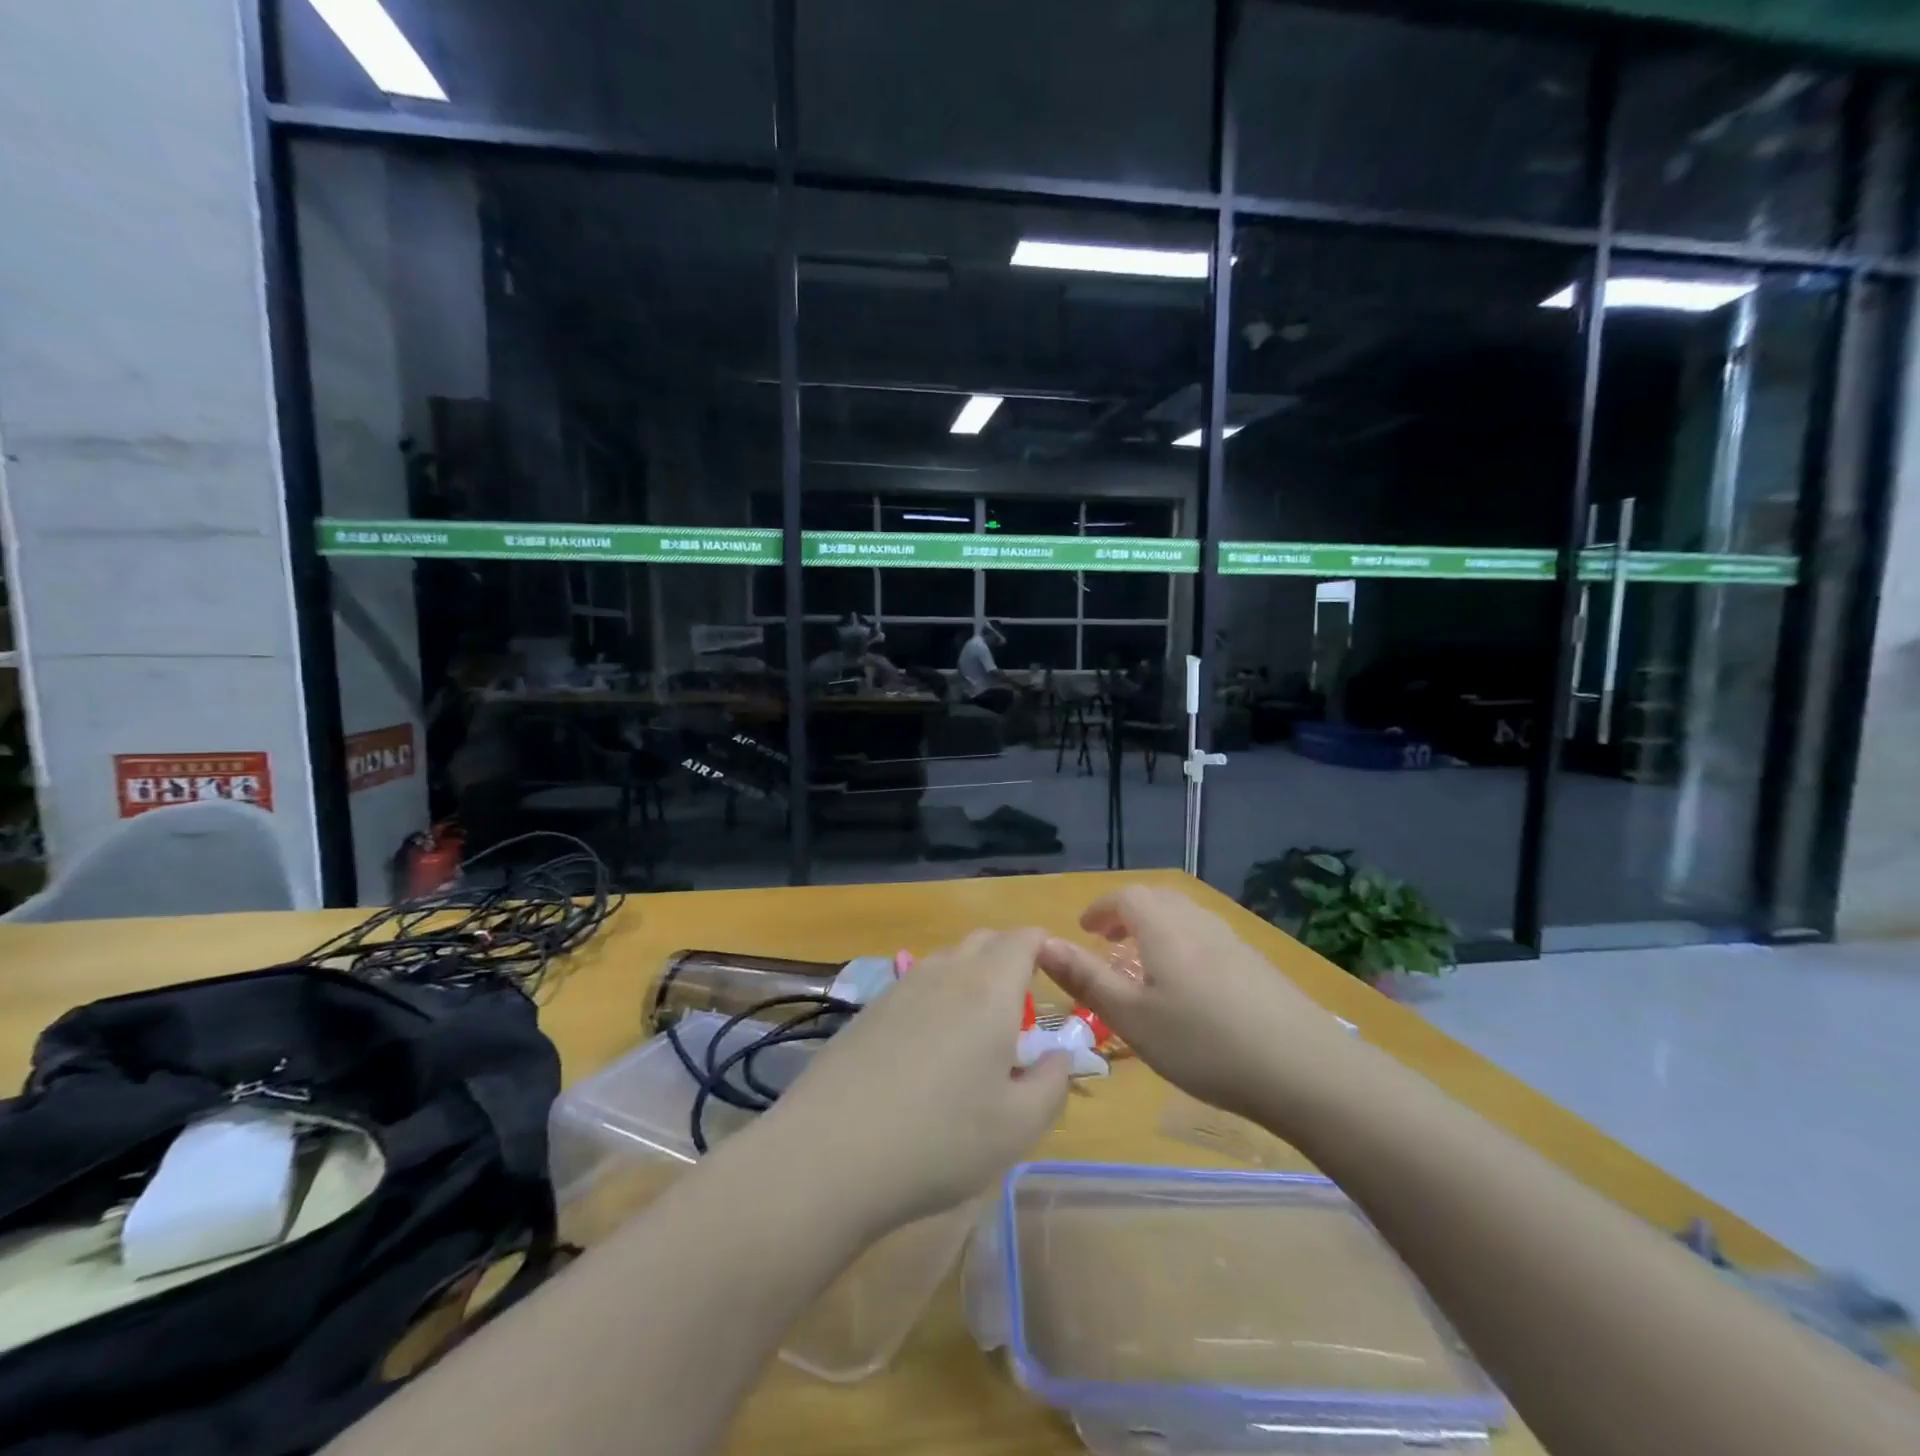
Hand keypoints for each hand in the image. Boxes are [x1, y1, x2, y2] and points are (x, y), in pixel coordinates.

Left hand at [759, 929, 1069, 1237]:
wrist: (830, 1152)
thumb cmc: (940, 1139)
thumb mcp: (1018, 1127)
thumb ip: (1052, 1083)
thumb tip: (1058, 1055)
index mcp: (989, 988)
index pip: (1023, 939)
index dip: (1045, 948)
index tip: (1056, 978)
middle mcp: (945, 972)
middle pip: (984, 941)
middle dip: (1009, 960)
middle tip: (1019, 1013)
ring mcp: (900, 987)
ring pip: (947, 961)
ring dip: (970, 979)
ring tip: (974, 1036)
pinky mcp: (868, 1009)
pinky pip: (915, 986)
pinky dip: (935, 1000)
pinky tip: (925, 1052)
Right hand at [1037, 885, 1344, 1124]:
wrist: (1306, 1069)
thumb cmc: (1205, 1044)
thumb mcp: (1133, 1018)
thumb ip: (1087, 979)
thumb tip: (1043, 944)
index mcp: (1164, 929)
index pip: (1126, 897)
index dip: (1101, 908)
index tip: (1084, 930)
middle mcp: (1198, 924)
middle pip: (1158, 899)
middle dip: (1127, 913)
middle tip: (1108, 941)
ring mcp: (1233, 943)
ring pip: (1186, 917)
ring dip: (1157, 927)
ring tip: (1144, 961)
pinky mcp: (1258, 966)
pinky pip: (1208, 937)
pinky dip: (1184, 944)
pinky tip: (1190, 986)